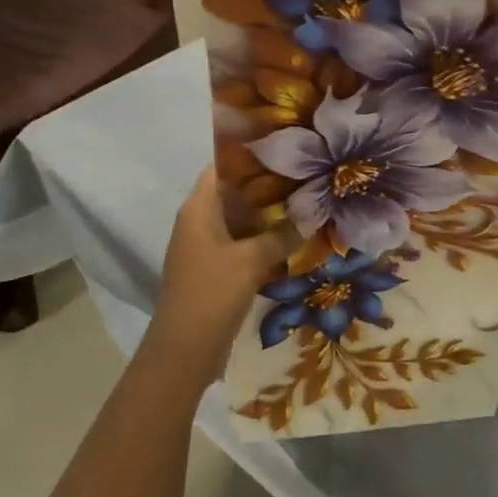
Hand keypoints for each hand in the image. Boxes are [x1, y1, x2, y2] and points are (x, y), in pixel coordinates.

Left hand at [150, 167, 290, 382]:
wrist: (185, 349)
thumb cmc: (212, 292)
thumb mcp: (252, 259)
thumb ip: (282, 233)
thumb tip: (312, 214)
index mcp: (199, 208)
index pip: (221, 166)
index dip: (249, 155)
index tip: (284, 147)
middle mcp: (199, 221)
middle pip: (234, 192)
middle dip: (267, 185)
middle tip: (305, 175)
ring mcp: (206, 246)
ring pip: (240, 219)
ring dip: (268, 214)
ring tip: (306, 202)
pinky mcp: (216, 268)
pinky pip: (242, 242)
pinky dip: (263, 238)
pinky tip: (293, 238)